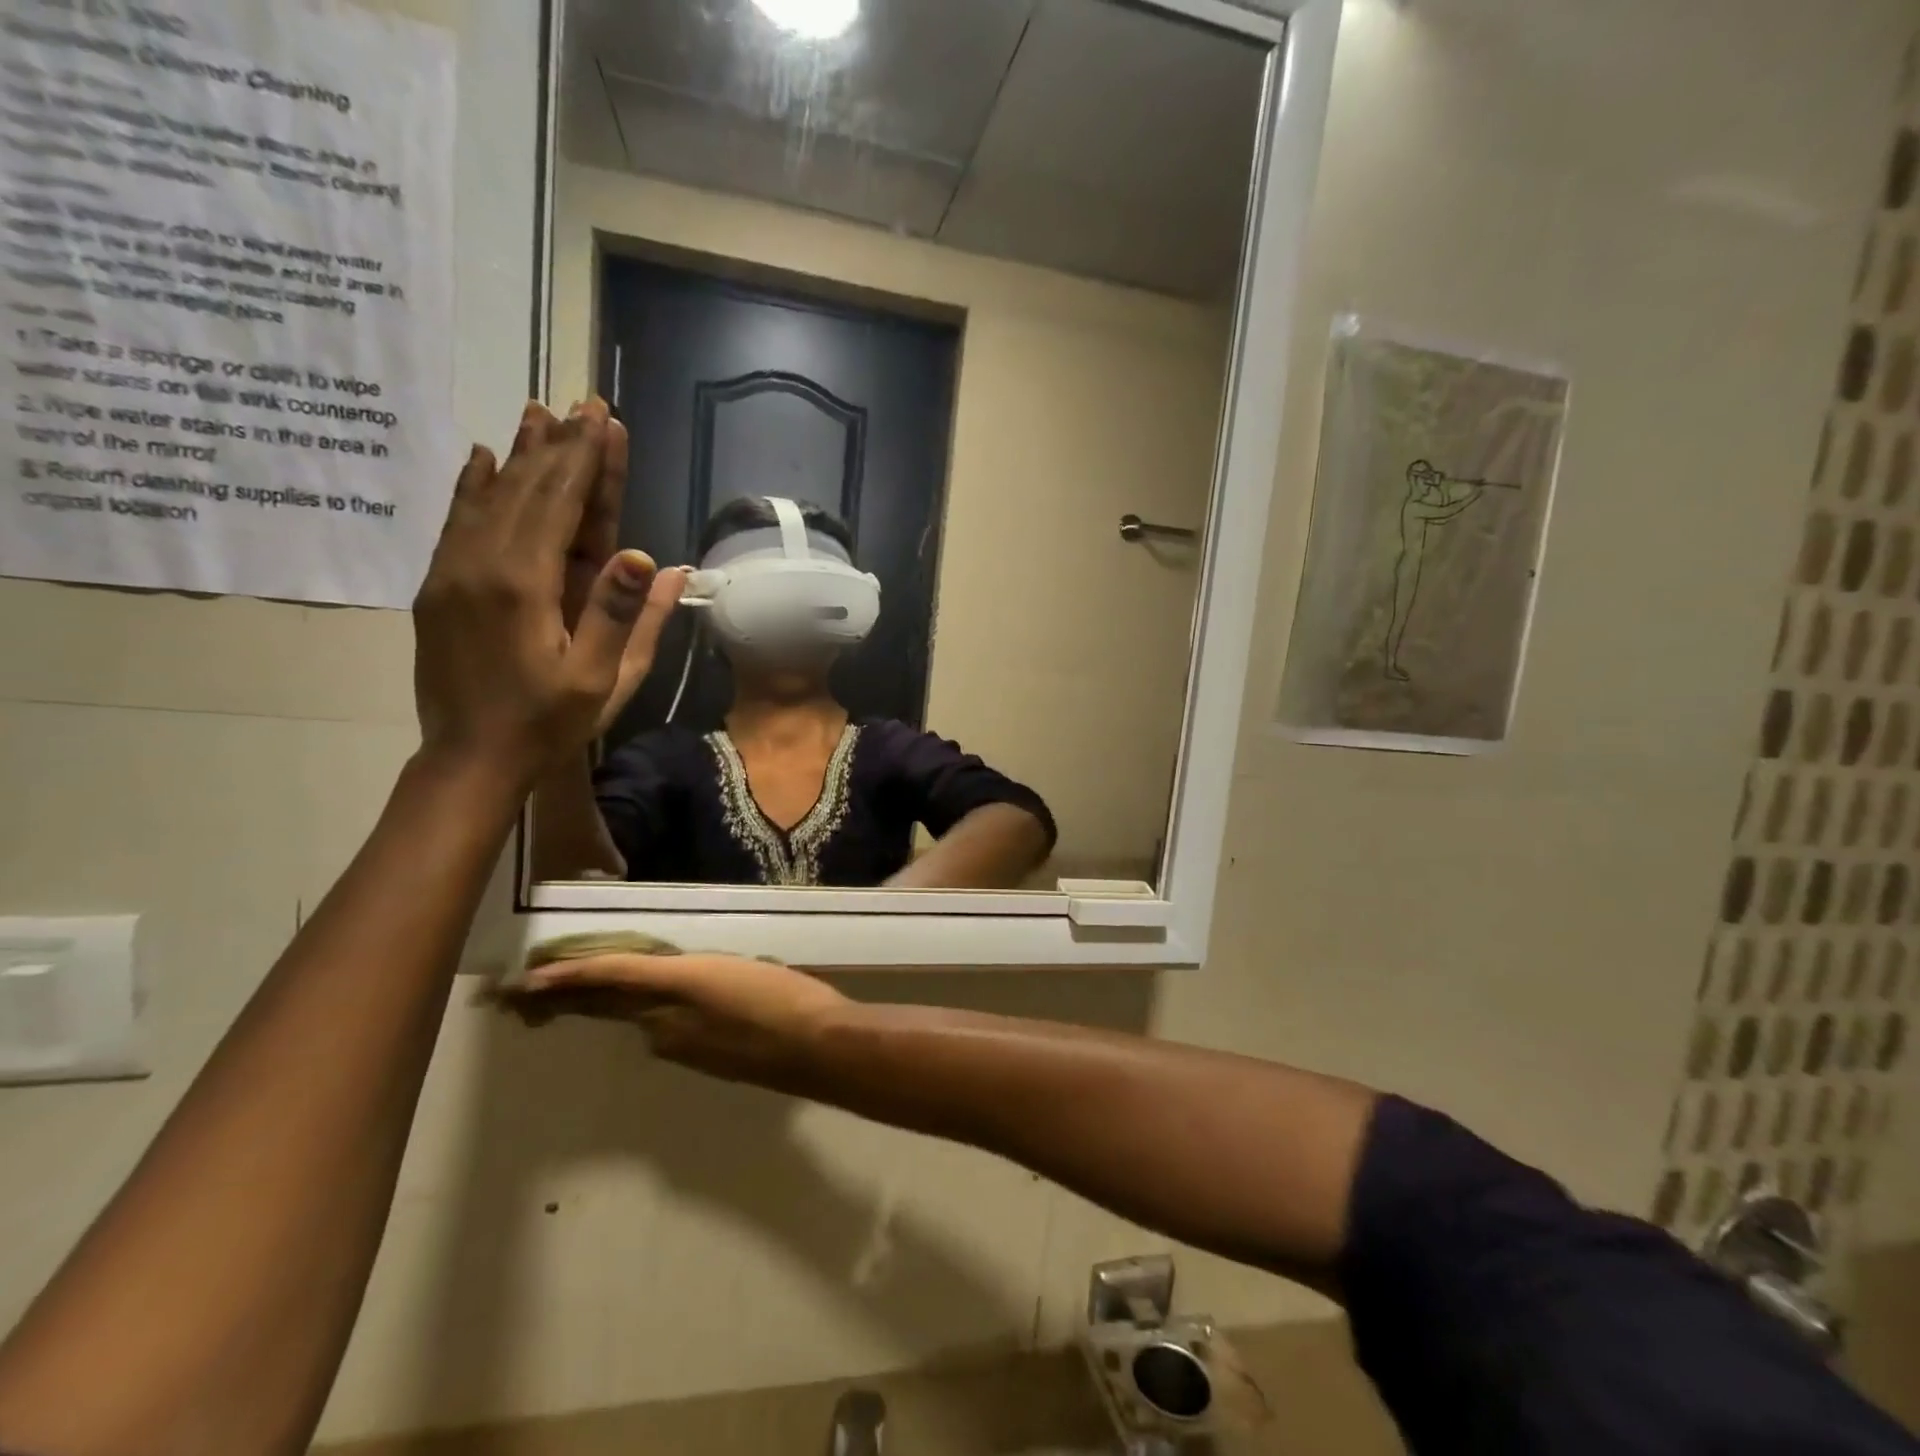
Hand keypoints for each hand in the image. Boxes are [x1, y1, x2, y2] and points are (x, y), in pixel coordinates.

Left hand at [413, 399, 667, 782]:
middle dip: (559, 445)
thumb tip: (654, 559)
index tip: (603, 418)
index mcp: (525, 585)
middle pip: (526, 489)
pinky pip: (457, 520)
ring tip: (538, 411)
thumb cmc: (547, 724)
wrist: (469, 759)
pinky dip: (473, 485)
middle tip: (582, 403)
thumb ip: (623, 616)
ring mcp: (452, 572)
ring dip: (520, 454)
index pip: (561, 504)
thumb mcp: (601, 680)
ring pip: (489, 496)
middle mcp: (481, 564)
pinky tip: (482, 457)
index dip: (585, 460)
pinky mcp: (438, 586)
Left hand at [507, 952, 849, 1089]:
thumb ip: (694, 972)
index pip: (610, 978)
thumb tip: (668, 980)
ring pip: (636, 1017)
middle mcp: (664, 1024)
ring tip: (591, 991)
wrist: (813, 1047)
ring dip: (608, 1004)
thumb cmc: (780, 995)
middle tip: (530, 995)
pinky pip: (662, 1031)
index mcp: (673, 990)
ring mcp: (680, 1047)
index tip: (529, 979)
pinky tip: (659, 1008)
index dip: (570, 975)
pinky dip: (647, 1018)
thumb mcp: (736, 966)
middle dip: (568, 998)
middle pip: (609, 1005)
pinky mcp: (700, 1062)